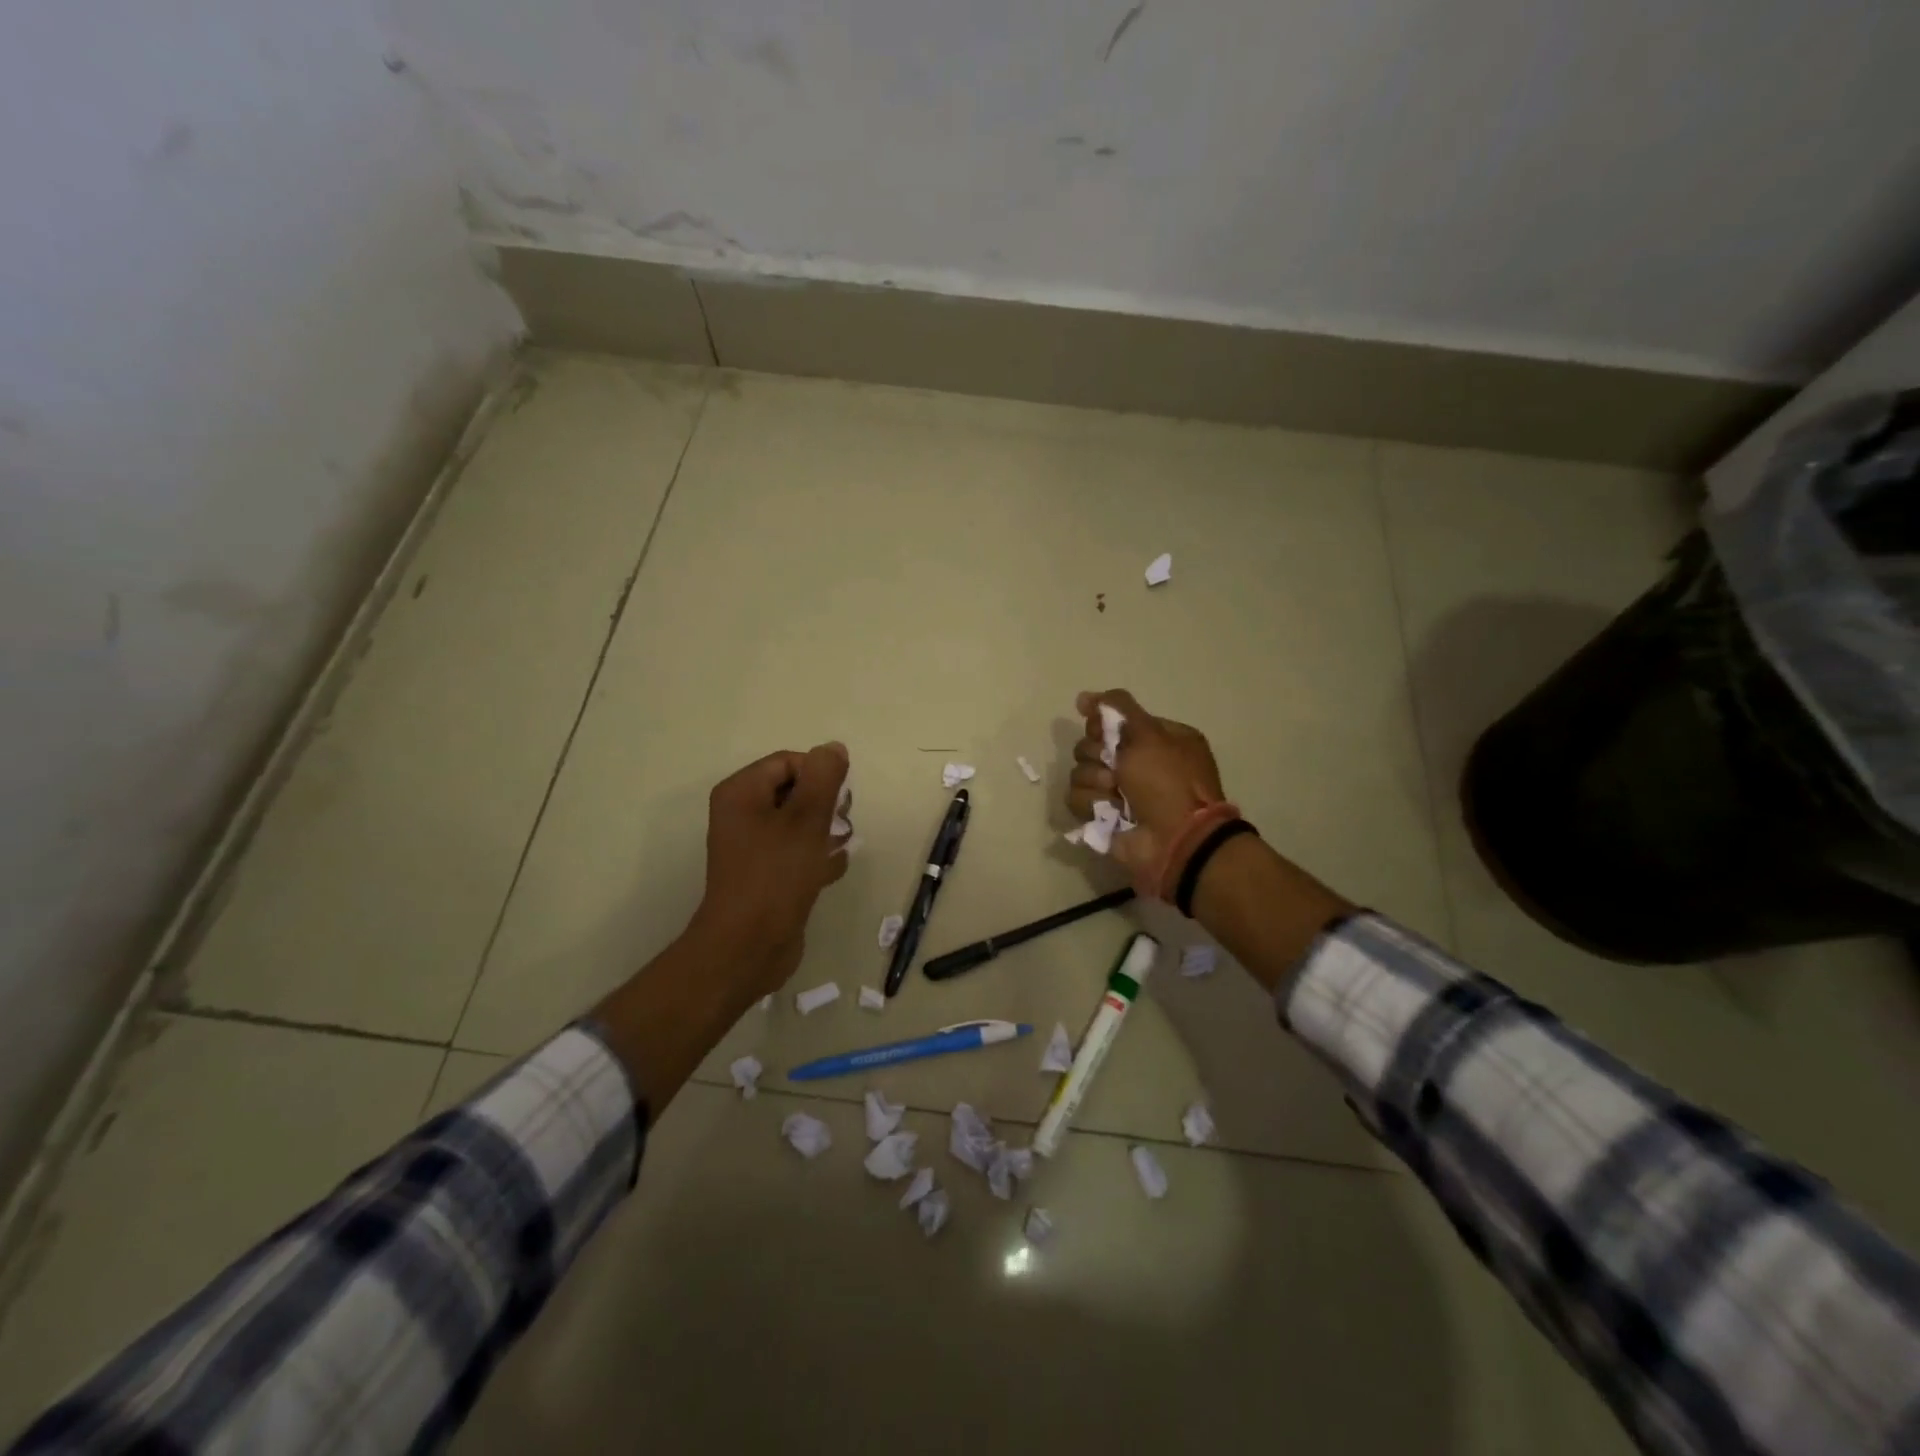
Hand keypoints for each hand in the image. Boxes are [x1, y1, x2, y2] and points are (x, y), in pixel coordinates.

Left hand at [687, 742, 850, 1002]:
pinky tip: (832, 870)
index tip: (839, 802)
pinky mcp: (765, 874)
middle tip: (841, 825)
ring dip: (825, 831)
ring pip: (799, 823)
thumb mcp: (806, 819)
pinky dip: (816, 856)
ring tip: (840, 847)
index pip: (789, 762)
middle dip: (825, 804)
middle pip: (795, 790)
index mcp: (741, 793)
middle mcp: (742, 814)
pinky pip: (796, 852)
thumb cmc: (776, 875)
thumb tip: (833, 748)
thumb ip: (823, 778)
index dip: (820, 776)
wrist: (748, 947)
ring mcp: (752, 846)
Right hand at [1068, 689, 1225, 886]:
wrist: (1177, 840)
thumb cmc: (1168, 782)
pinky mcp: (1102, 817)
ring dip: (1095, 783)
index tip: (1102, 732)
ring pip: (1080, 772)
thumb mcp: (1150, 734)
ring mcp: (1117, 792)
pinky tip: (1108, 812)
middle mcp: (1135, 764)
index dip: (1102, 726)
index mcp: (1154, 740)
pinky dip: (1091, 804)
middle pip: (1090, 746)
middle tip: (1116, 770)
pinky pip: (1077, 799)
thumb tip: (1083, 697)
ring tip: (1114, 795)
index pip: (1111, 721)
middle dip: (1097, 757)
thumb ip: (1118, 707)